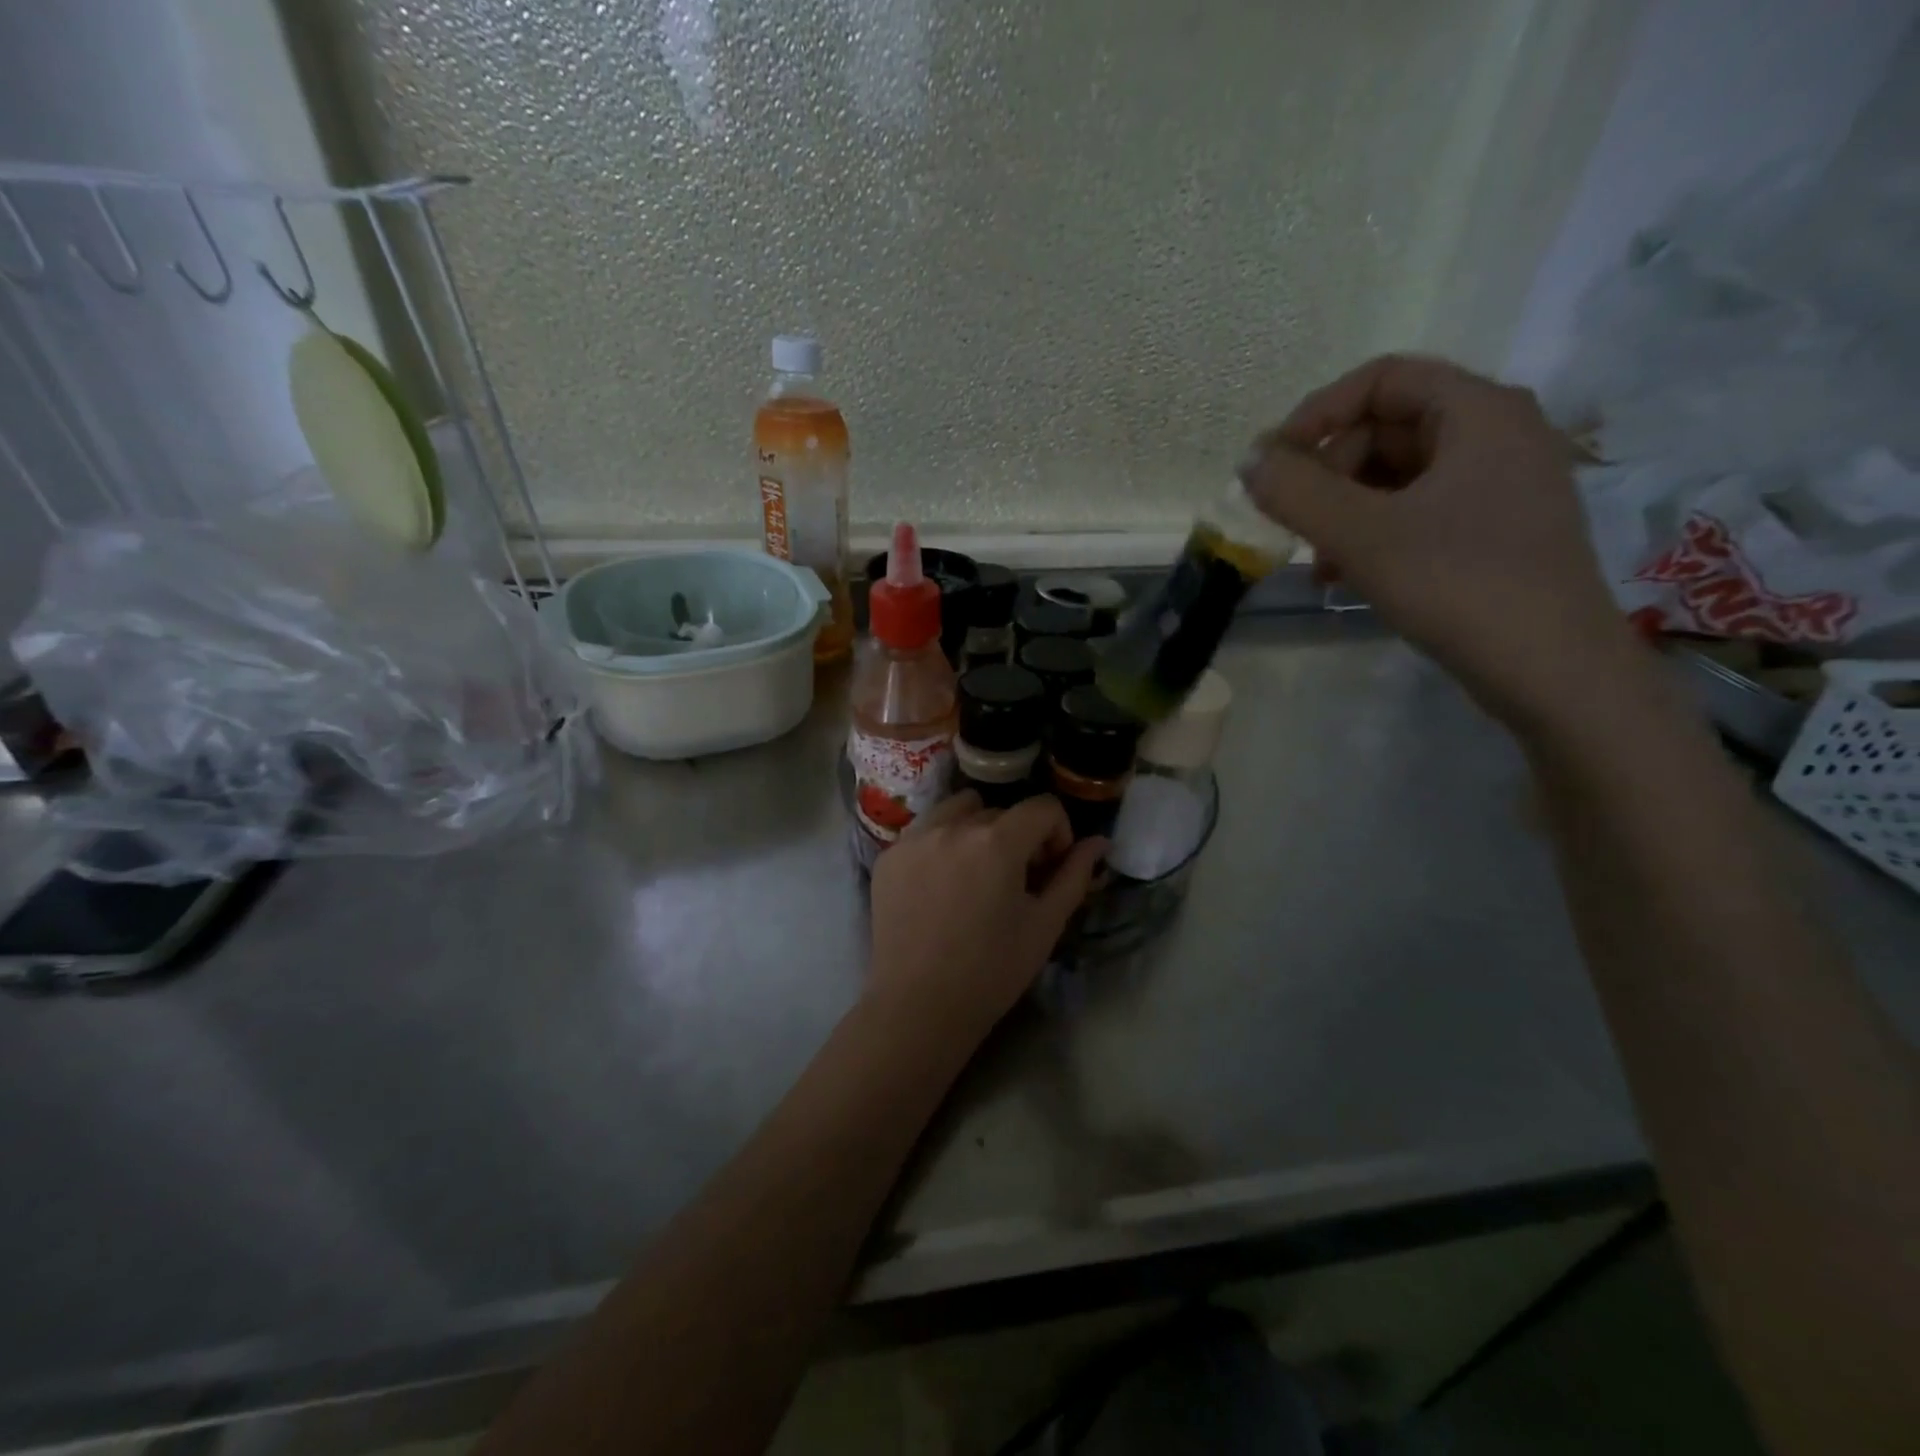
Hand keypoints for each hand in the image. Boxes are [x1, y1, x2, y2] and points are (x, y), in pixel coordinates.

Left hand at [867, 793, 1105, 1042]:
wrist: (919, 1006)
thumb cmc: (992, 971)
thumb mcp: (1045, 925)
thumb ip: (1074, 875)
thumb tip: (1098, 842)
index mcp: (997, 841)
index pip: (1043, 807)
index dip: (1057, 833)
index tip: (1049, 869)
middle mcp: (953, 827)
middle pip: (1000, 811)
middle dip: (1017, 836)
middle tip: (1015, 880)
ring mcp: (915, 838)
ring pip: (959, 810)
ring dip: (977, 829)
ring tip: (975, 872)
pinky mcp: (888, 856)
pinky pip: (925, 830)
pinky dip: (941, 844)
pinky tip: (941, 884)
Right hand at [1239, 354, 1643, 727]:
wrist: (1552, 670)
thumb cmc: (1459, 585)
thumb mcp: (1363, 535)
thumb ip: (1297, 492)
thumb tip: (1249, 461)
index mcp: (1480, 412)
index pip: (1383, 379)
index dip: (1318, 412)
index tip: (1274, 463)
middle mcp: (1499, 434)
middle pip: (1388, 427)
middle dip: (1330, 474)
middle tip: (1297, 525)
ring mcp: (1503, 484)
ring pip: (1399, 475)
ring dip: (1345, 511)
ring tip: (1319, 564)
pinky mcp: (1498, 530)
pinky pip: (1420, 510)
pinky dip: (1375, 533)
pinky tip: (1350, 576)